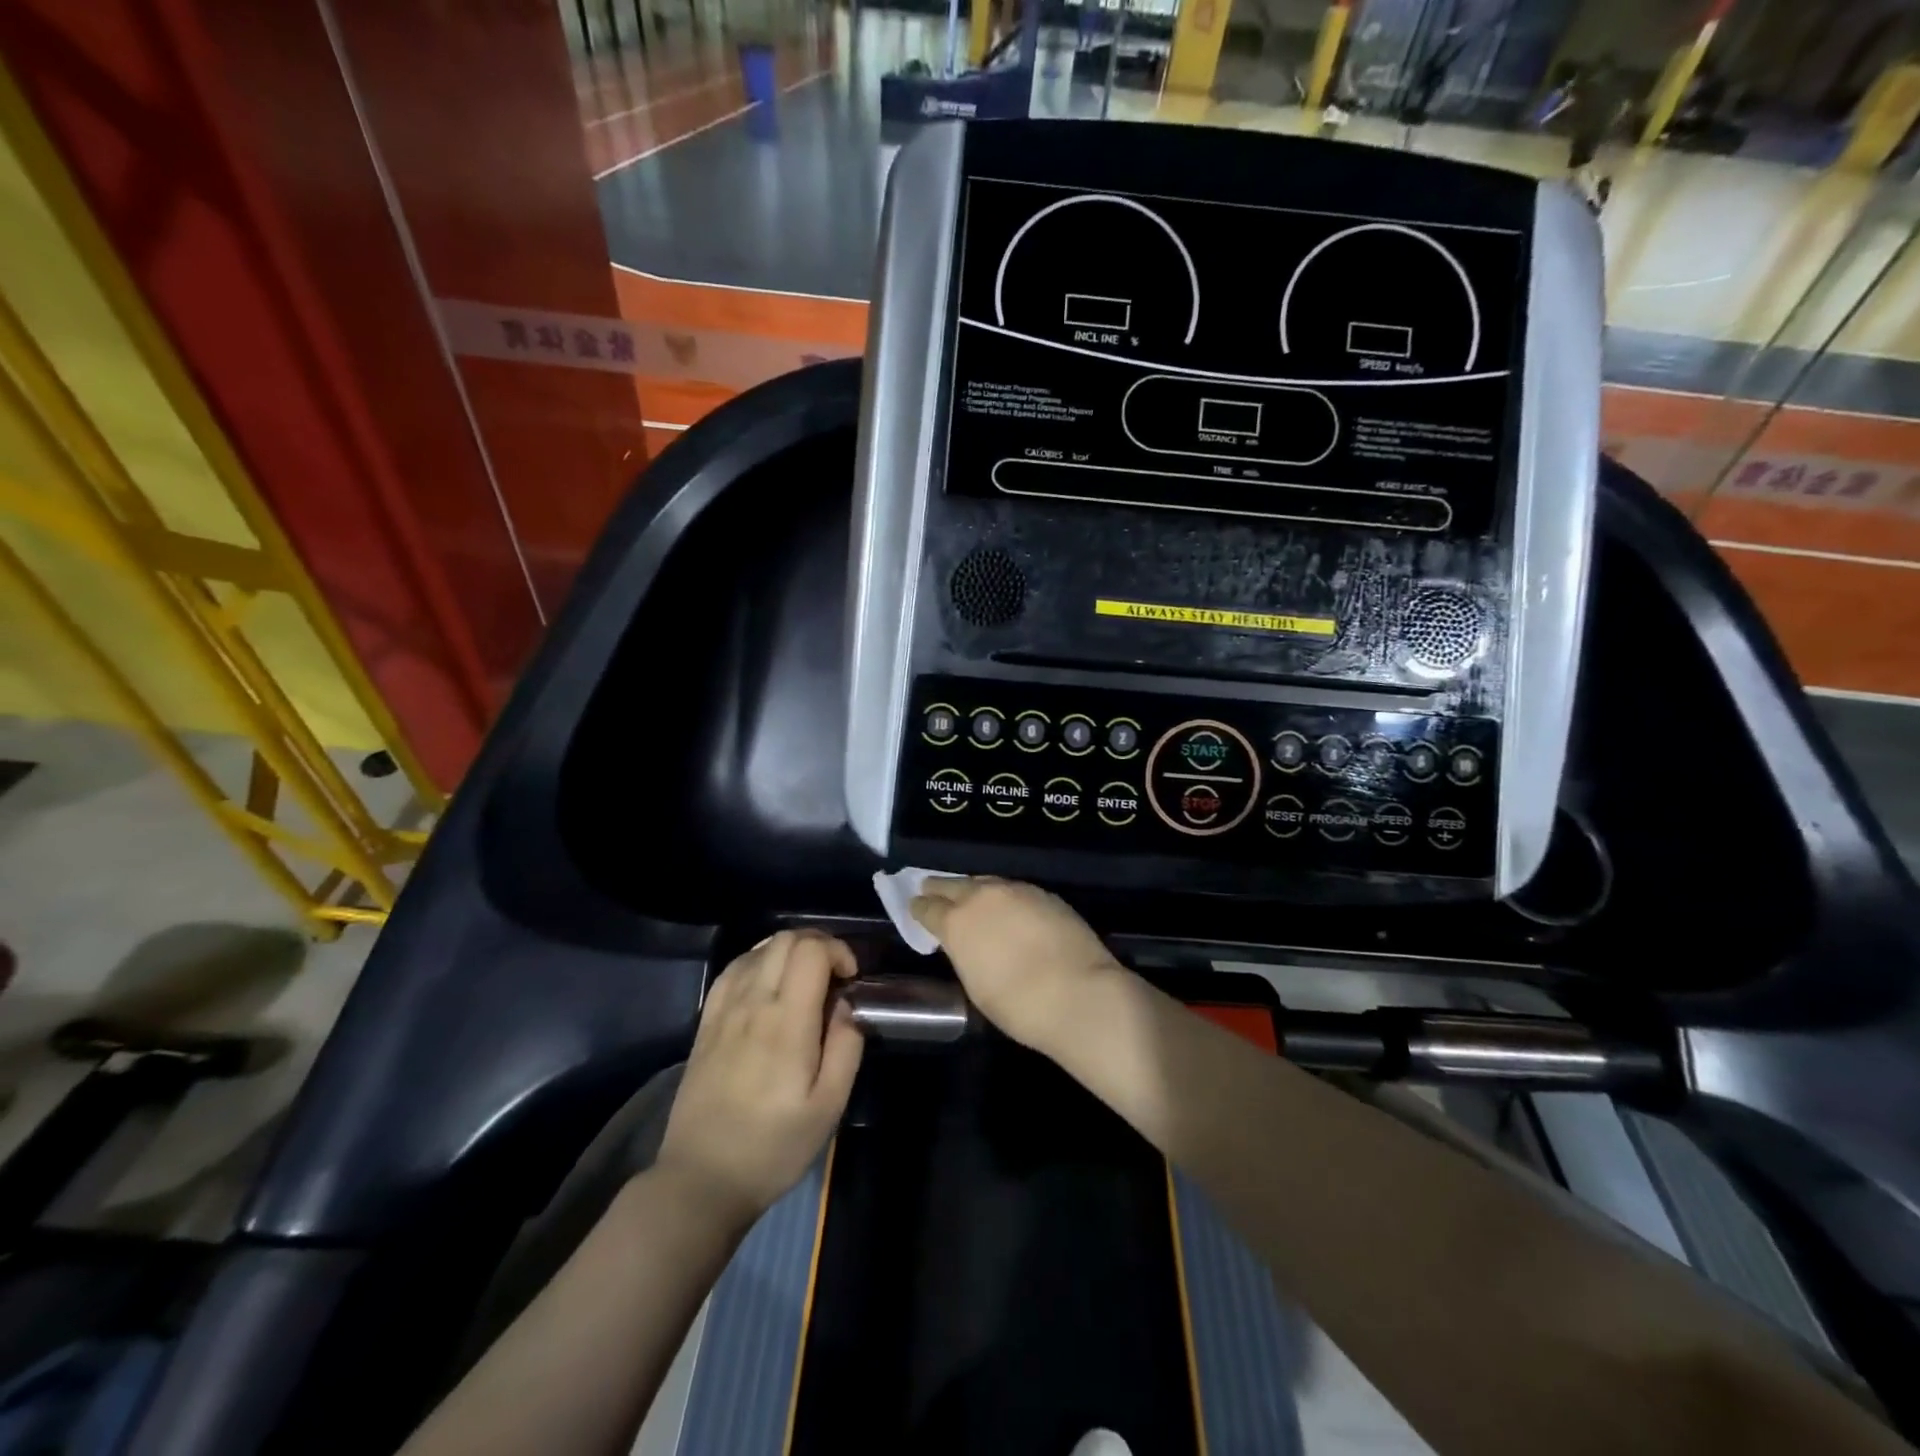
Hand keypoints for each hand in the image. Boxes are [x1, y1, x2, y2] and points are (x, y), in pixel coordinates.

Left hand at [656, 929, 863, 1226]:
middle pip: (786, 939)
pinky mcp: (707, 1021)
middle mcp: (753, 1003)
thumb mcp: (829, 1107)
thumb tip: (847, 1005)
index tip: (852, 979)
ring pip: (759, 948)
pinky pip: (734, 968)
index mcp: (787, 1022)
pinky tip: (770, 982)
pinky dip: (760, 960)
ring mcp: (725, 1010)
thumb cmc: (774, 1146)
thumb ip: (846, 1047)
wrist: (702, 1178)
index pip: (810, 951)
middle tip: (835, 975)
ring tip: (806, 979)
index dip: (838, 950)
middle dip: (819, 944)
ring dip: (790, 950)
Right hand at [908, 877, 1123, 1051]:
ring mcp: (1016, 890)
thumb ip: (965, 954)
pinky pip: (1013, 890)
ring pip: (985, 882)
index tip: (915, 906)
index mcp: (957, 922)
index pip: (928, 907)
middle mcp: (982, 897)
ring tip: (970, 897)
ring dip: (973, 889)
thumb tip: (967, 943)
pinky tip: (1007, 907)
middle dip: (940, 888)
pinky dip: (1004, 896)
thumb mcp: (976, 985)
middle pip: (953, 884)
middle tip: (930, 890)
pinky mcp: (1044, 894)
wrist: (1079, 994)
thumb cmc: (1018, 1005)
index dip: (919, 908)